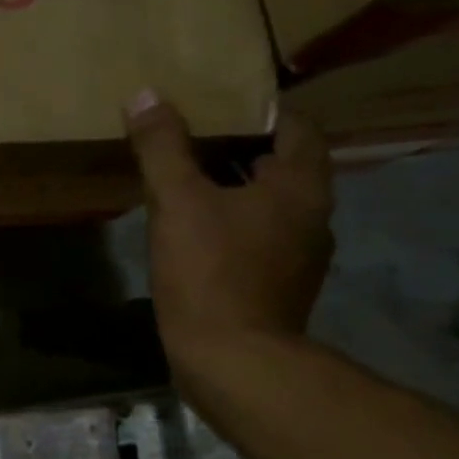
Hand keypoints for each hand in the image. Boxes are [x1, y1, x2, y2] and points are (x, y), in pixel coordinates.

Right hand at [126, 93, 332, 373]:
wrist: (232, 362)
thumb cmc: (211, 272)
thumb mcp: (177, 202)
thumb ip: (162, 147)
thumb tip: (146, 96)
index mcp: (301, 186)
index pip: (296, 126)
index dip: (259, 110)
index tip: (217, 105)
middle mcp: (313, 216)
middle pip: (281, 165)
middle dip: (239, 149)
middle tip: (191, 137)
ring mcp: (299, 256)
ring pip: (268, 204)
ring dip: (235, 189)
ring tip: (187, 180)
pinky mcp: (279, 286)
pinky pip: (258, 237)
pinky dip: (232, 224)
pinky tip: (194, 231)